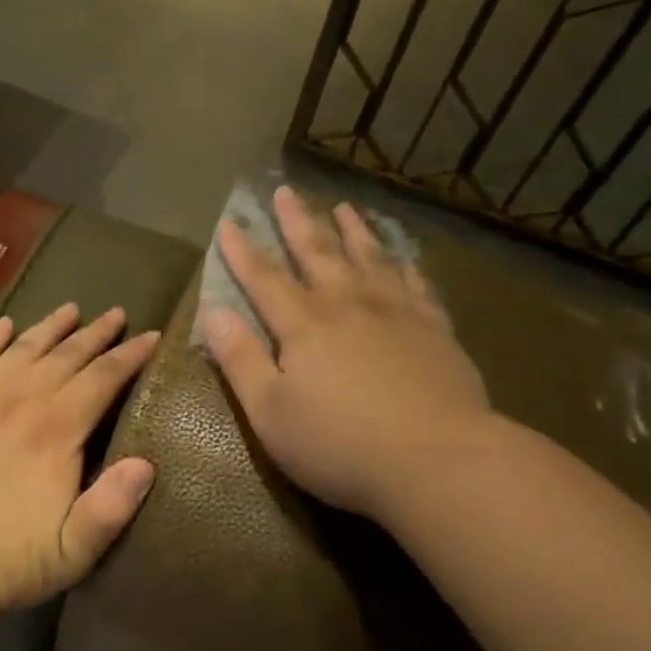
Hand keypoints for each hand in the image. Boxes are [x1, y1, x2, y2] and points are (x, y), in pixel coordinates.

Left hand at [0, 303, 159, 610]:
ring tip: (71, 309)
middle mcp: (21, 401)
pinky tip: (6, 325)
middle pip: (66, 355)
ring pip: (23, 349)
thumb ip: (113, 505)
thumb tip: (146, 463)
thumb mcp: (76, 548)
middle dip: (97, 334)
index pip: (102, 379)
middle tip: (117, 314)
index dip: (130, 356)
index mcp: (57, 430)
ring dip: (51, 327)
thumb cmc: (13, 557)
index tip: (151, 336)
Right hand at [202, 186, 488, 523]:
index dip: (243, 251)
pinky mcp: (435, 330)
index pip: (264, 279)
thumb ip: (240, 359)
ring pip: (371, 258)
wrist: (436, 459)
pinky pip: (417, 284)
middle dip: (297, 222)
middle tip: (285, 191)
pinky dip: (405, 264)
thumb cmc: (340, 444)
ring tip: (344, 207)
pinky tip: (404, 258)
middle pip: (318, 253)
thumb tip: (214, 311)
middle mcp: (349, 305)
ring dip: (354, 231)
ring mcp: (397, 313)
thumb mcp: (270, 412)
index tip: (229, 222)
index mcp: (304, 325)